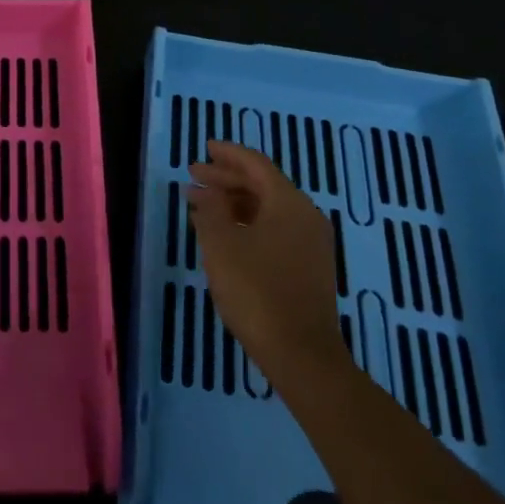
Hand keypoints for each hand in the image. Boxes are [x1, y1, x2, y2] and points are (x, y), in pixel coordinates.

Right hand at [188, 140, 347, 386]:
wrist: (301, 355)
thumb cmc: (256, 291)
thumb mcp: (221, 244)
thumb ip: (212, 209)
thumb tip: (208, 191)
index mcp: (288, 202)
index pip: (255, 164)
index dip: (228, 154)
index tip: (205, 148)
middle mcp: (305, 215)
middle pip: (262, 184)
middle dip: (226, 179)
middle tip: (193, 177)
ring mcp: (310, 243)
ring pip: (267, 208)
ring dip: (234, 202)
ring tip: (201, 205)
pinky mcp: (308, 267)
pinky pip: (274, 229)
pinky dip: (247, 223)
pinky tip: (224, 234)